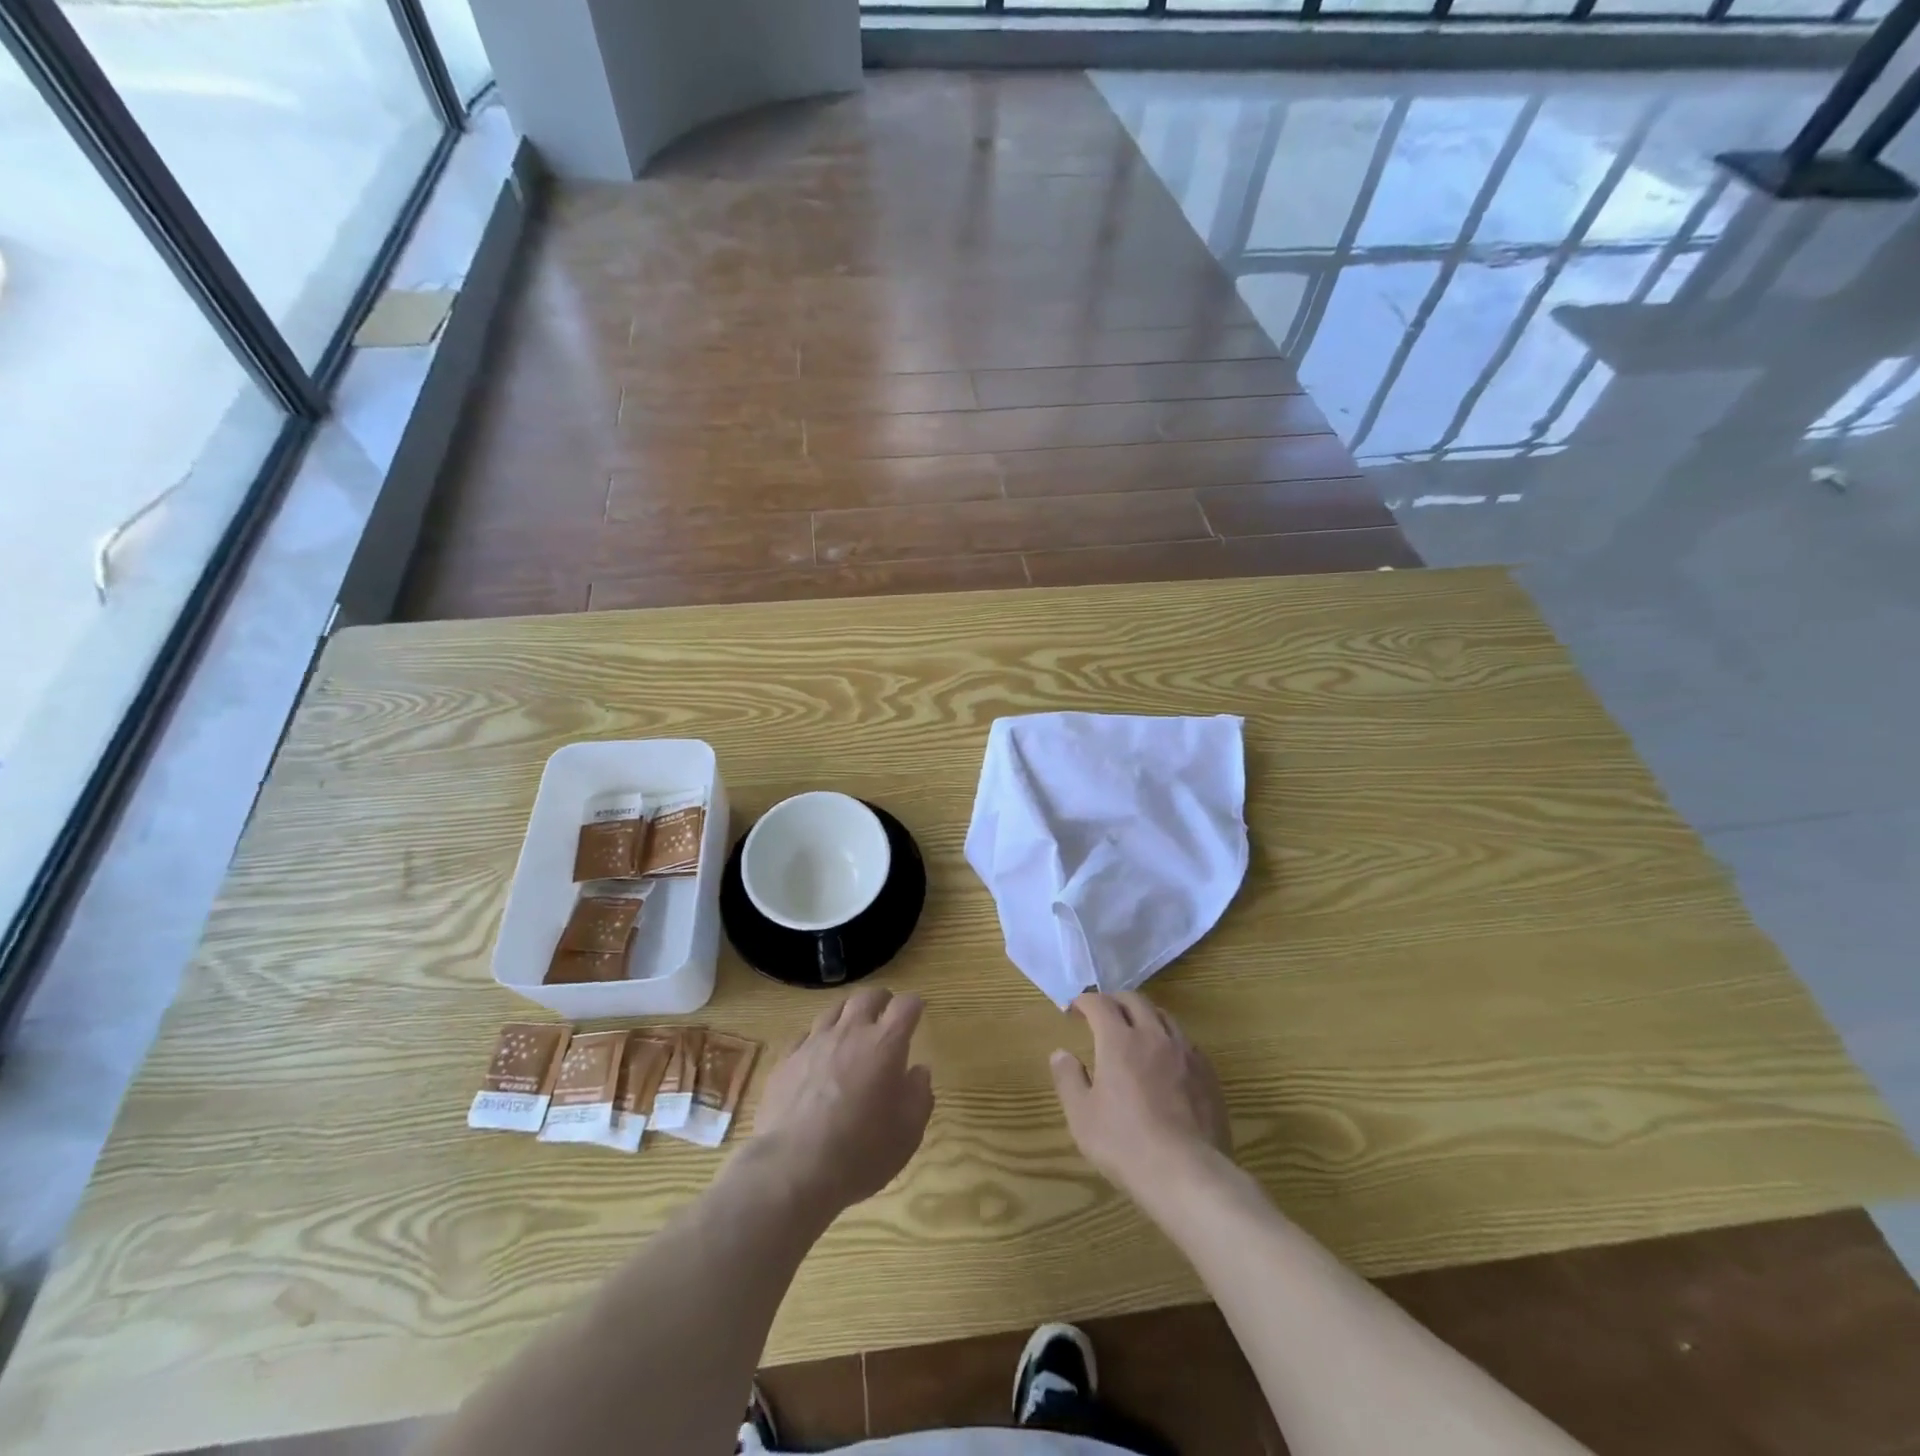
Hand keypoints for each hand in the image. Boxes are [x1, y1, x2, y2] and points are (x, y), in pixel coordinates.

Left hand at [752, 987, 933, 1216]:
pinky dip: (818, 1039)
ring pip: (834, 1010)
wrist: (792, 1169)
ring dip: (849, 1014)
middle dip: (881, 1000)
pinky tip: (819, 1056)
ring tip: (852, 1030)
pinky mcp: (786, 1060)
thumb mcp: (908, 1132)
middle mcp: (850, 1032)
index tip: (917, 1012)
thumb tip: (918, 1071)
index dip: (914, 1005)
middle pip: (867, 997)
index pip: (905, 1005)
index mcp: (885, 1044)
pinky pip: (806, 1035)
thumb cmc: (861, 1152)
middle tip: (886, 1015)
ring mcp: (814, 1042)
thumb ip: (919, 1095)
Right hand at [1050, 992, 1230, 1196]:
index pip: (1100, 1004)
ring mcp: (1185, 1052)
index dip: (1085, 1001)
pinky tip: (1166, 1061)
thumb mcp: (1082, 1116)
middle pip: (1135, 1000)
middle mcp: (1153, 1036)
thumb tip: (1061, 1053)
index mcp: (1119, 1041)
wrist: (1187, 1174)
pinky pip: (1186, 1042)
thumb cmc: (1125, 1144)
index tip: (1076, 1009)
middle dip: (1115, 1001)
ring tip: (1136, 1031)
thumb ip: (1068, 1079)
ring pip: (1164, 1016)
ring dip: (1145, 1015)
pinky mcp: (1207, 1073)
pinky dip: (1169, 1040)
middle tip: (1104, 1014)